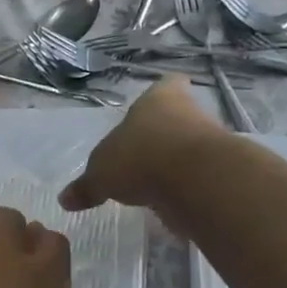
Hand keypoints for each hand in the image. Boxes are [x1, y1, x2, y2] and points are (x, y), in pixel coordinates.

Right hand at [59, 78, 220, 233]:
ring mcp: (211, 140)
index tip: (154, 109)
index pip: (167, 85)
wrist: (195, 180)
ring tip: (155, 184)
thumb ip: (86, 186)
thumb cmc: (141, 158)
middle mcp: (189, 112)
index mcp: (158, 99)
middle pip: (179, 117)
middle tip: (145, 155)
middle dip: (164, 135)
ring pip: (192, 146)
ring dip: (177, 163)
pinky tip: (171, 202)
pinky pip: (200, 176)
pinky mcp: (221, 170)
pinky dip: (188, 187)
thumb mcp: (101, 175)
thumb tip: (65, 199)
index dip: (162, 95)